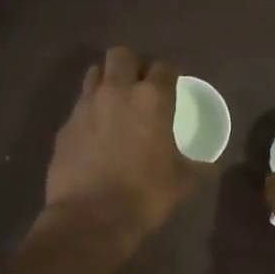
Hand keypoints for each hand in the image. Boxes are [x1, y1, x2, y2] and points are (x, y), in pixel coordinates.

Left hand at [45, 47, 201, 239]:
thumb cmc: (145, 196)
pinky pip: (79, 106)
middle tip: (139, 85)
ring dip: (106, 81)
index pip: (164, 67)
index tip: (172, 87)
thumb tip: (209, 164)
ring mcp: (85, 106)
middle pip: (121, 55)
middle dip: (131, 64)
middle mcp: (116, 91)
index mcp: (152, 99)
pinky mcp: (65, 126)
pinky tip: (95, 134)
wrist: (90, 219)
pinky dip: (89, 112)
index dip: (169, 75)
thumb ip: (196, 165)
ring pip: (94, 73)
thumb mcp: (182, 181)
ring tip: (114, 103)